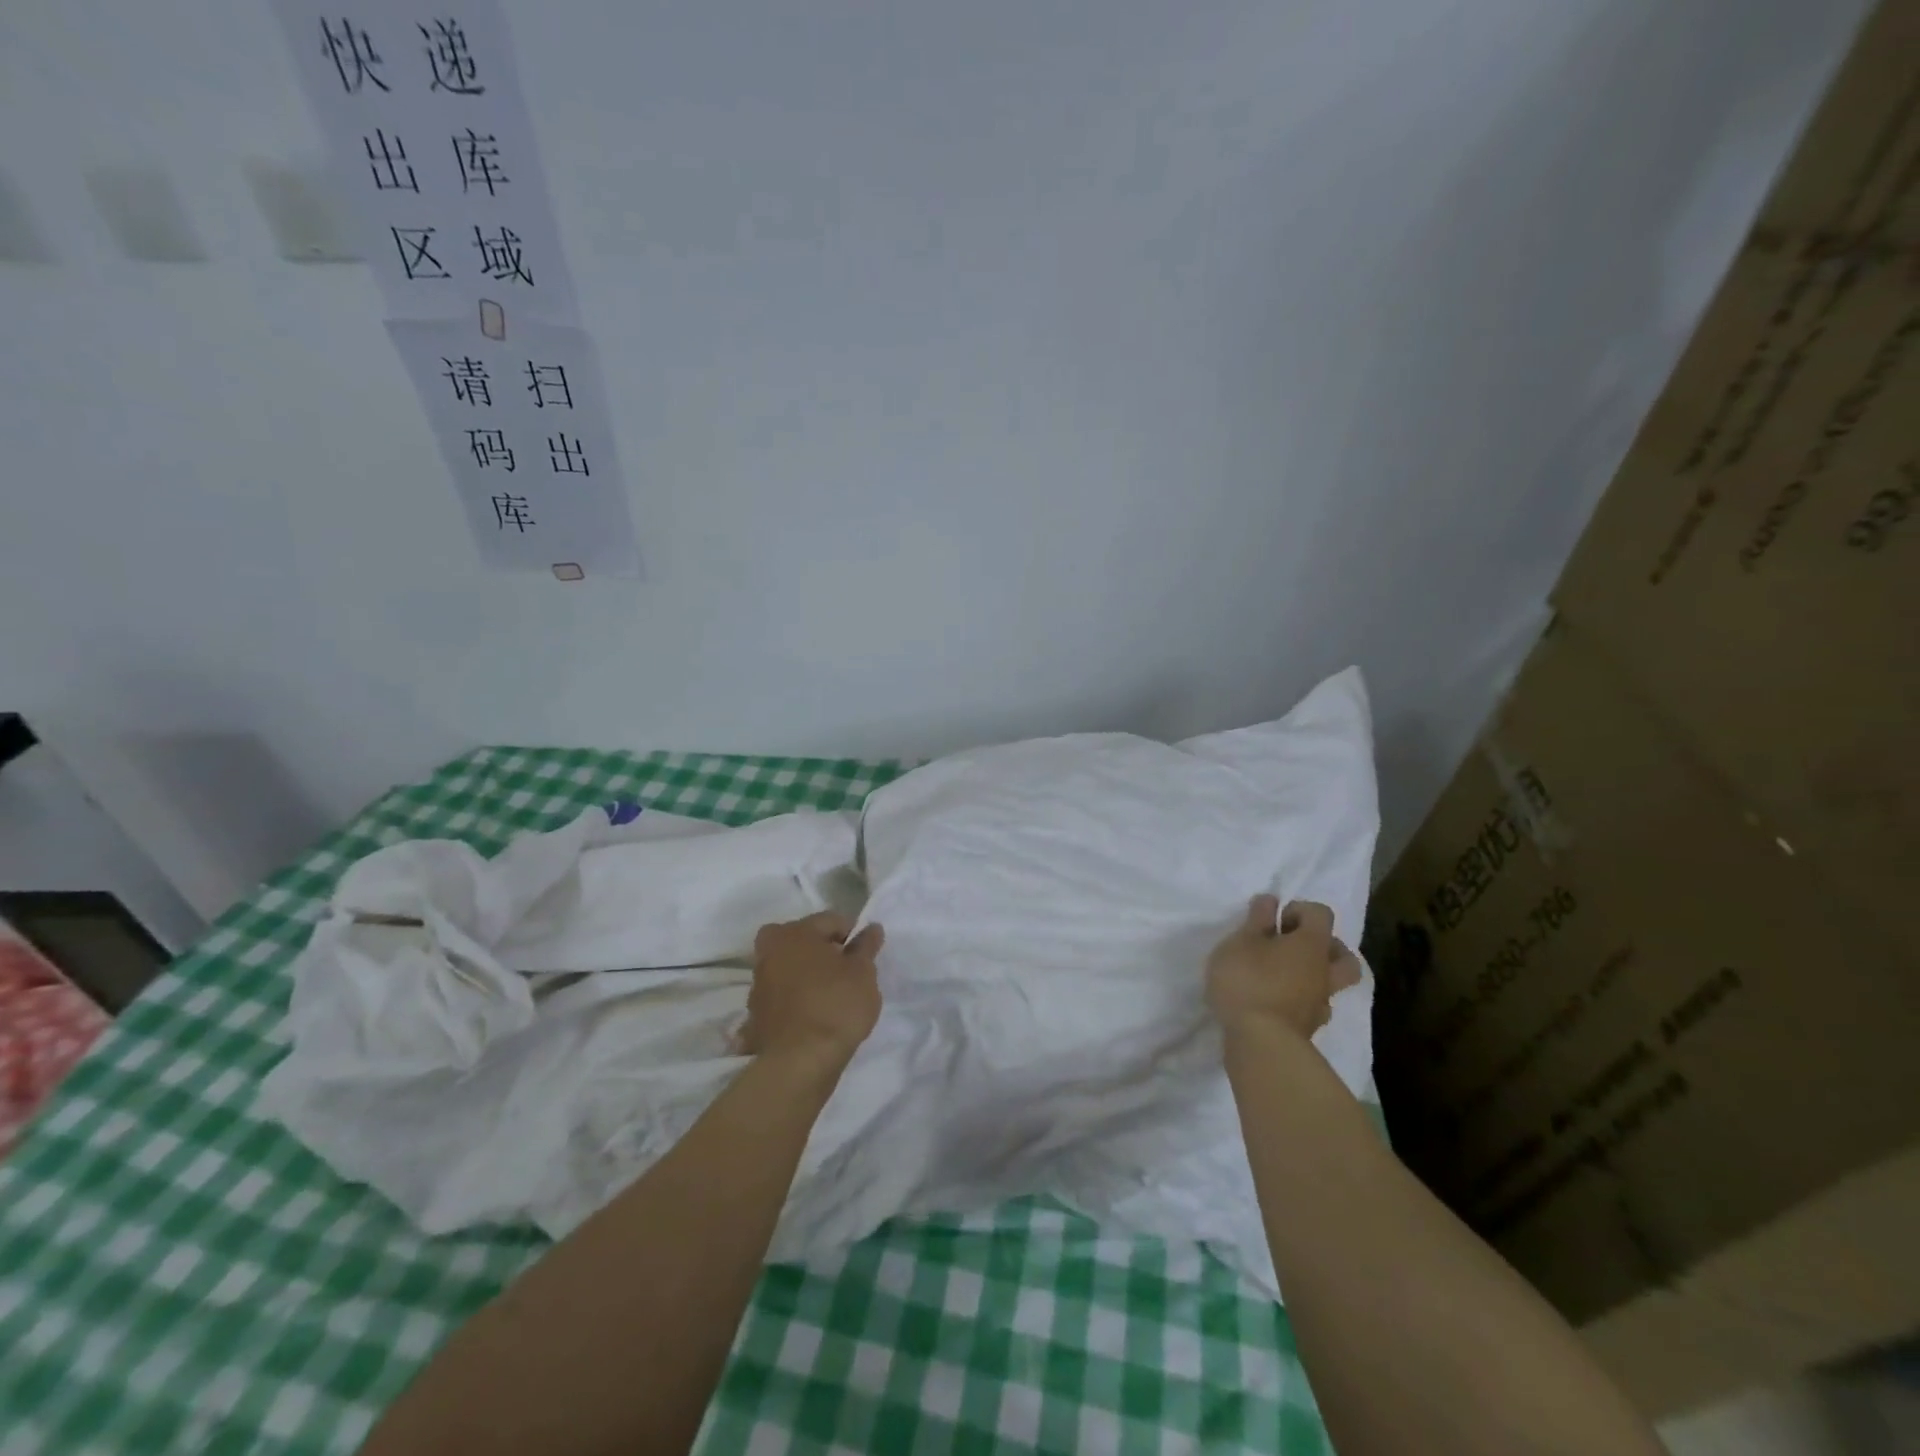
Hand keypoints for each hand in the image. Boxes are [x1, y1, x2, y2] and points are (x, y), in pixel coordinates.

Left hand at [741, 911, 883, 1075]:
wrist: (800, 1062)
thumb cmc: (836, 1006)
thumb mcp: (863, 973)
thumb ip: (866, 947)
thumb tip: (871, 928)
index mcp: (795, 933)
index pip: (830, 920)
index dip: (852, 933)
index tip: (866, 955)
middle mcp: (770, 951)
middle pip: (801, 939)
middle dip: (821, 948)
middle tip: (844, 969)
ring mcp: (759, 984)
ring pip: (787, 966)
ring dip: (805, 973)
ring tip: (830, 994)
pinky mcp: (755, 1014)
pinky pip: (781, 996)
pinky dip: (794, 999)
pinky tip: (811, 1014)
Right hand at [1206, 895, 1361, 1043]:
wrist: (1260, 1043)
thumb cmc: (1248, 981)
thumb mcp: (1240, 941)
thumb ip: (1256, 920)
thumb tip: (1271, 901)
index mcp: (1311, 944)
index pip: (1321, 915)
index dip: (1299, 910)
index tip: (1273, 921)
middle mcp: (1324, 972)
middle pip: (1343, 955)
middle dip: (1323, 946)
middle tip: (1293, 946)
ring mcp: (1320, 1004)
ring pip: (1331, 983)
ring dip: (1313, 975)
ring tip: (1282, 975)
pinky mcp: (1308, 1029)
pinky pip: (1312, 1007)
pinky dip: (1300, 1000)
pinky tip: (1276, 1000)